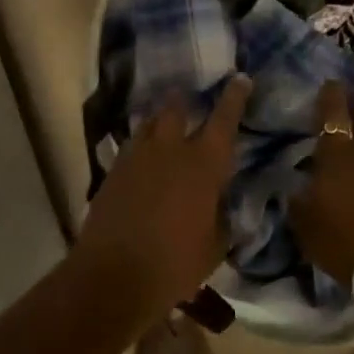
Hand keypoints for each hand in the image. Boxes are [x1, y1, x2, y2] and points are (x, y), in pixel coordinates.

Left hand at [72, 75, 251, 326]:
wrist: (113, 276)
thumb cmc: (175, 264)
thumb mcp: (214, 246)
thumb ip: (222, 217)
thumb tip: (223, 204)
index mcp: (204, 163)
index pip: (224, 119)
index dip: (234, 97)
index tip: (240, 78)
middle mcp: (171, 149)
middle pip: (176, 108)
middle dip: (184, 100)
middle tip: (188, 97)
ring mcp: (137, 156)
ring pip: (149, 123)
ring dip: (159, 121)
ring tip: (163, 126)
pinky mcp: (113, 170)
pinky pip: (130, 147)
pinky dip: (140, 147)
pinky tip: (141, 161)